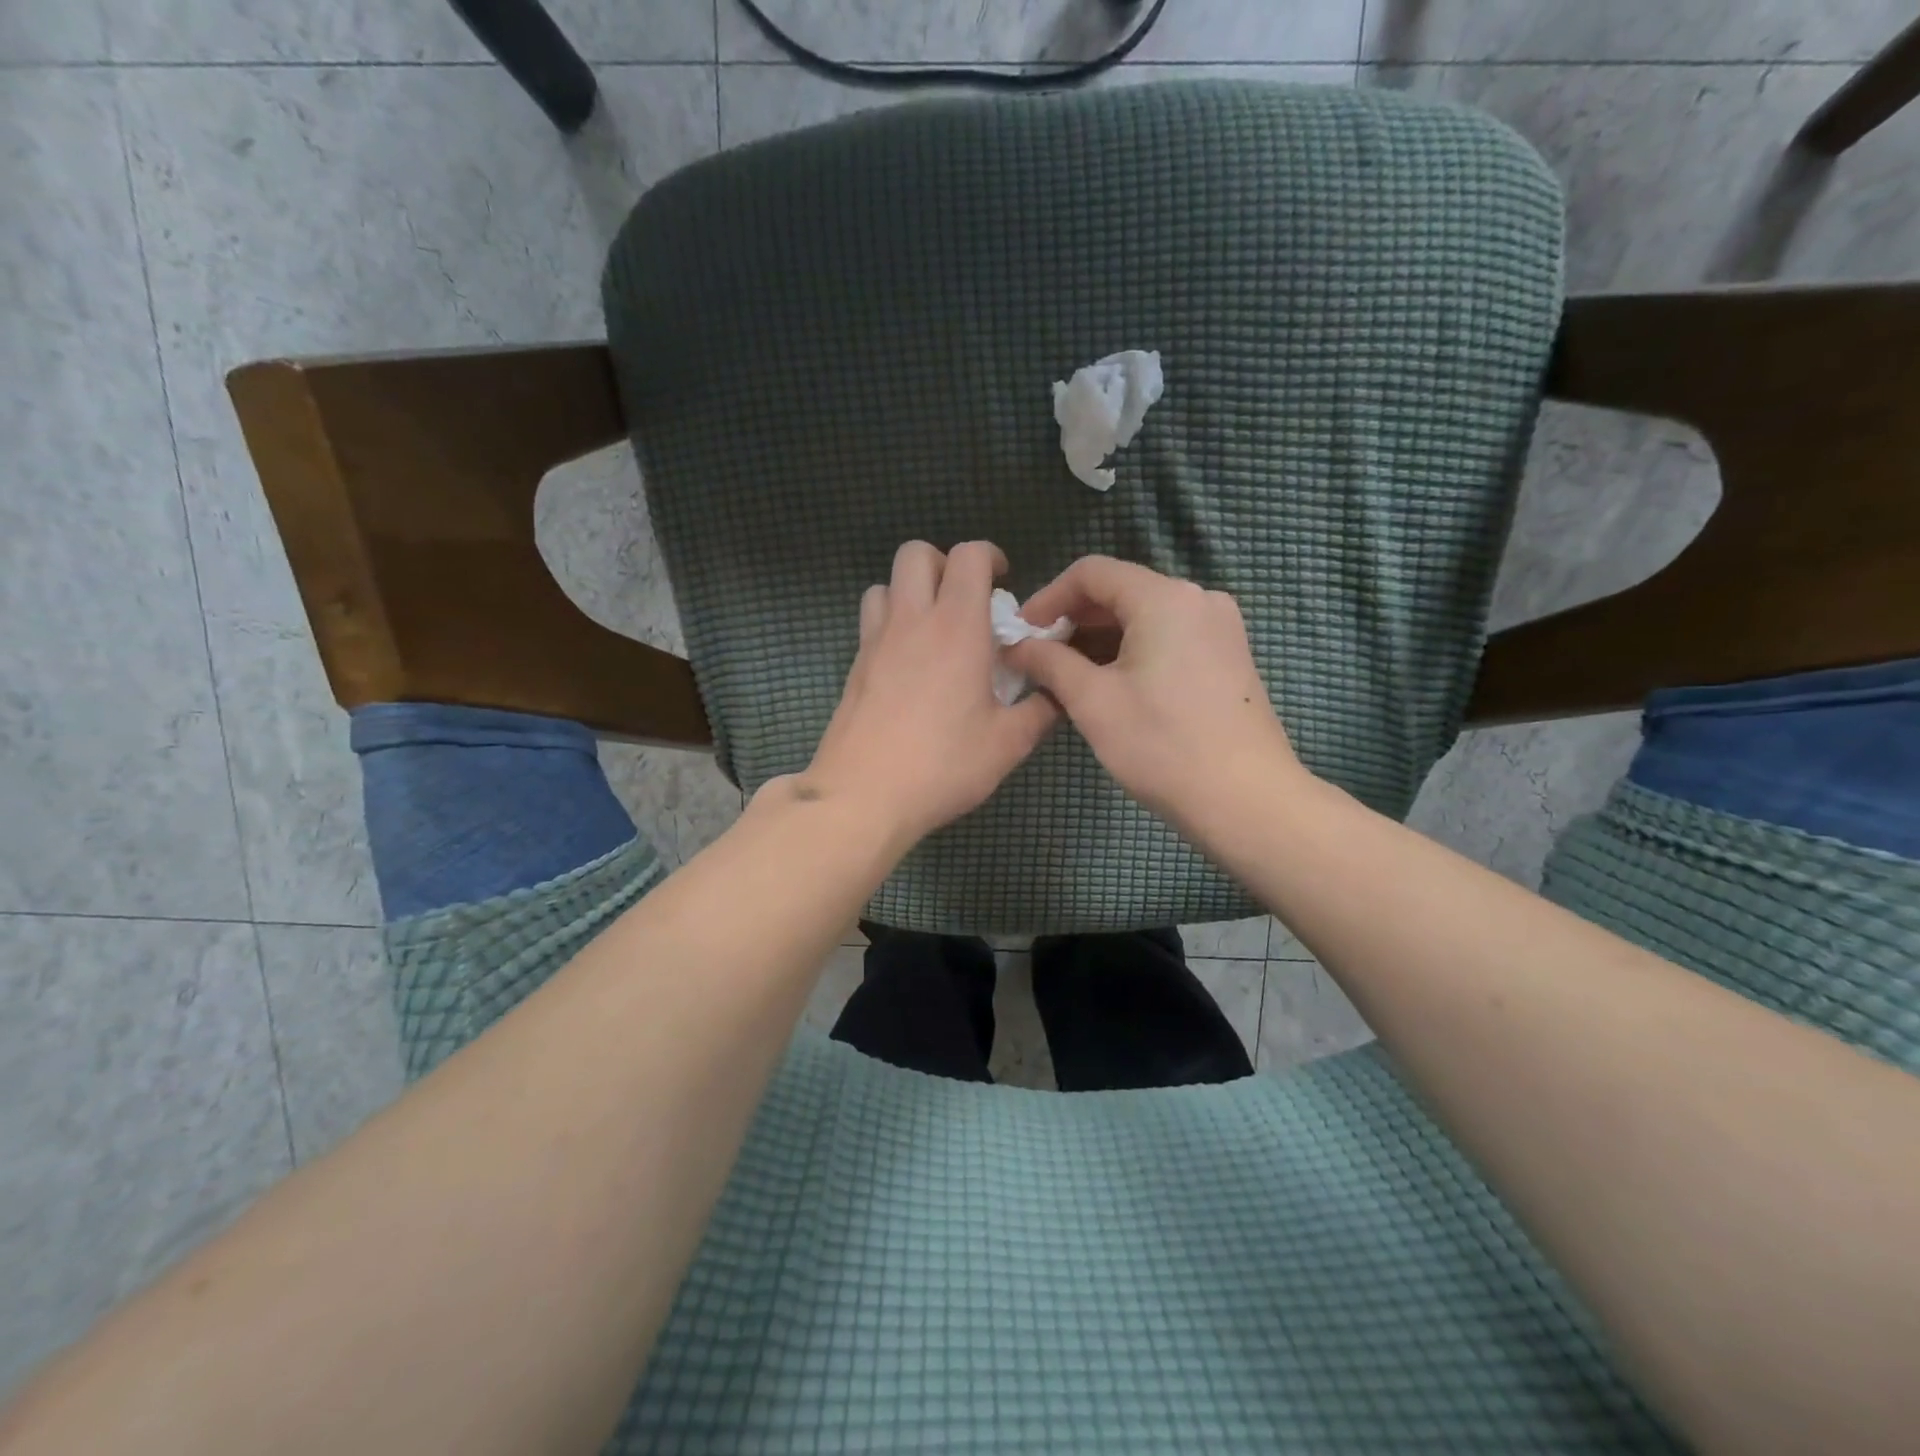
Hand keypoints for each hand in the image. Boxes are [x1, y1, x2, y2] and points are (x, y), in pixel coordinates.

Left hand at [795, 540, 1058, 844]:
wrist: (862, 796)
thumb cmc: (942, 766)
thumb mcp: (1008, 744)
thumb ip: (1041, 710)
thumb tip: (1060, 692)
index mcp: (957, 627)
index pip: (968, 555)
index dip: (990, 556)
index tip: (1004, 583)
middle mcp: (912, 620)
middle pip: (916, 553)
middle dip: (945, 563)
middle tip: (966, 600)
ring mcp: (875, 641)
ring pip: (886, 584)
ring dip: (912, 591)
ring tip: (934, 629)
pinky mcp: (854, 666)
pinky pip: (871, 620)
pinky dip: (891, 622)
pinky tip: (909, 663)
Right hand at [1004, 556, 1302, 827]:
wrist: (1246, 800)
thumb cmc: (1162, 745)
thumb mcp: (1093, 701)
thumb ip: (1049, 662)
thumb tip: (1018, 647)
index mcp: (1164, 598)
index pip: (1091, 572)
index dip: (1048, 597)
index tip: (1021, 633)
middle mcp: (1198, 599)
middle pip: (1120, 591)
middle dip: (1073, 620)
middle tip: (1038, 658)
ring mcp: (1219, 628)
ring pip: (1144, 617)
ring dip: (1100, 639)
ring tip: (1066, 676)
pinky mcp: (1228, 657)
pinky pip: (1168, 638)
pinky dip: (1132, 652)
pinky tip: (1109, 685)